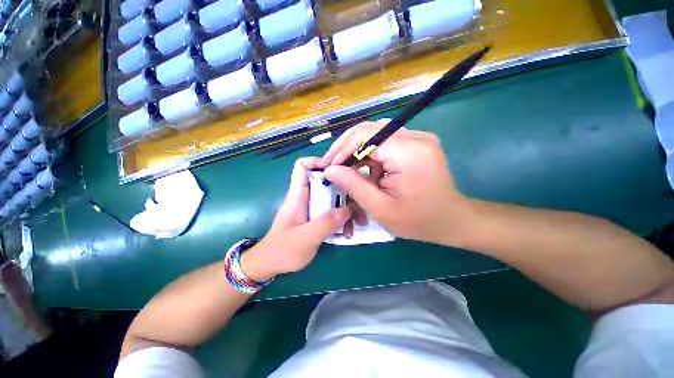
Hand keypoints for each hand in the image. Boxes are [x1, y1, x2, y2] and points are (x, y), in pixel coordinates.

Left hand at [241, 157, 350, 280]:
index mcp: (298, 195)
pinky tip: (348, 233)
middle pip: (326, 181)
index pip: (302, 166)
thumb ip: (324, 224)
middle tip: (358, 202)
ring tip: (356, 224)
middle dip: (344, 190)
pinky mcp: (317, 218)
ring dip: (347, 209)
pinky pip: (333, 212)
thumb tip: (347, 210)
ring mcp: (313, 208)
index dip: (319, 162)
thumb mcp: (304, 239)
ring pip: (333, 198)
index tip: (338, 171)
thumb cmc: (282, 250)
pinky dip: (342, 220)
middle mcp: (307, 197)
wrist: (271, 265)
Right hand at [322, 121, 472, 245]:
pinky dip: (372, 156)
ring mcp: (418, 138)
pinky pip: (386, 142)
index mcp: (408, 152)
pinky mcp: (417, 143)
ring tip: (350, 172)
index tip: (329, 167)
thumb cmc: (418, 220)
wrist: (452, 220)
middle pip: (369, 130)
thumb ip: (353, 185)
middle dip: (347, 148)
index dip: (342, 150)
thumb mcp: (380, 208)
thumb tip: (329, 169)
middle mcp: (415, 137)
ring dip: (359, 153)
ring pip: (375, 136)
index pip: (365, 136)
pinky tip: (371, 173)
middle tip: (333, 166)